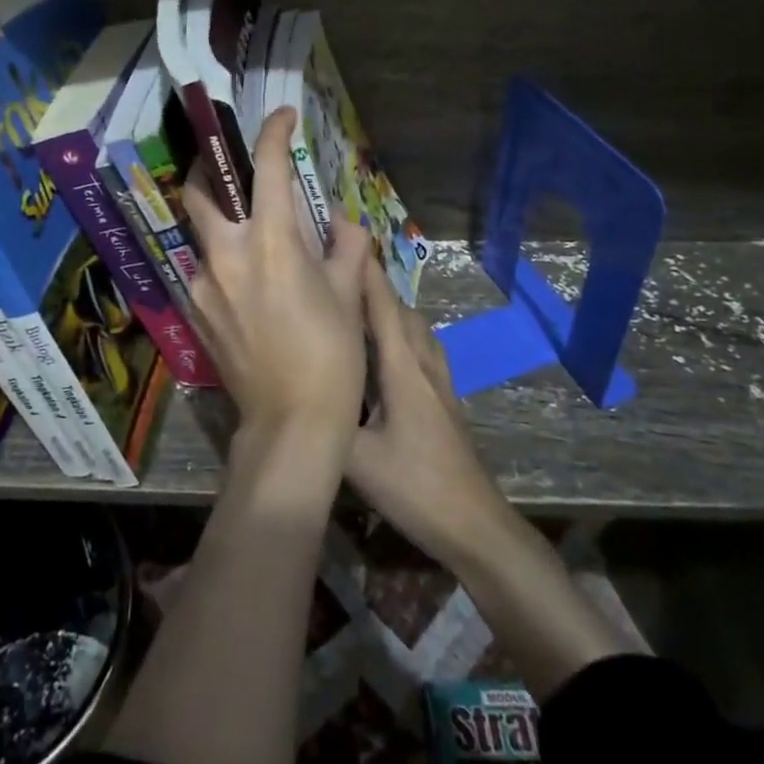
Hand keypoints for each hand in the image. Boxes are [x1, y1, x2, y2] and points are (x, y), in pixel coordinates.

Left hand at [181, 107, 372, 469]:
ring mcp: (203, 284)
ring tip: (252, 233)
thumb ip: (347, 248)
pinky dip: (224, 259)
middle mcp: (227, 254)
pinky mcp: (195, 311)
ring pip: (202, 231)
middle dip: (213, 164)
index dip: (274, 132)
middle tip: (233, 161)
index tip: (282, 116)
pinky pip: (205, 269)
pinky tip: (248, 283)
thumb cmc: (332, 357)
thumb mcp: (350, 296)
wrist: (290, 424)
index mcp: (272, 243)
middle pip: (201, 189)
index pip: (268, 168)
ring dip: (222, 218)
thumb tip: (343, 223)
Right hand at [349, 262, 512, 568]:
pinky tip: (385, 350)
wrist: (474, 524)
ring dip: (388, 308)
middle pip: (398, 310)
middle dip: (371, 285)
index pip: (381, 307)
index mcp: (402, 368)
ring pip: (413, 328)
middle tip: (336, 272)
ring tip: (355, 305)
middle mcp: (423, 364)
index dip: (364, 272)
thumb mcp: (358, 459)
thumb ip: (325, 422)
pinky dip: (400, 333)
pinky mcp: (443, 399)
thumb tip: (289, 392)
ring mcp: (438, 381)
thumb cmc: (416, 486)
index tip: (342, 240)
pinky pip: (420, 348)